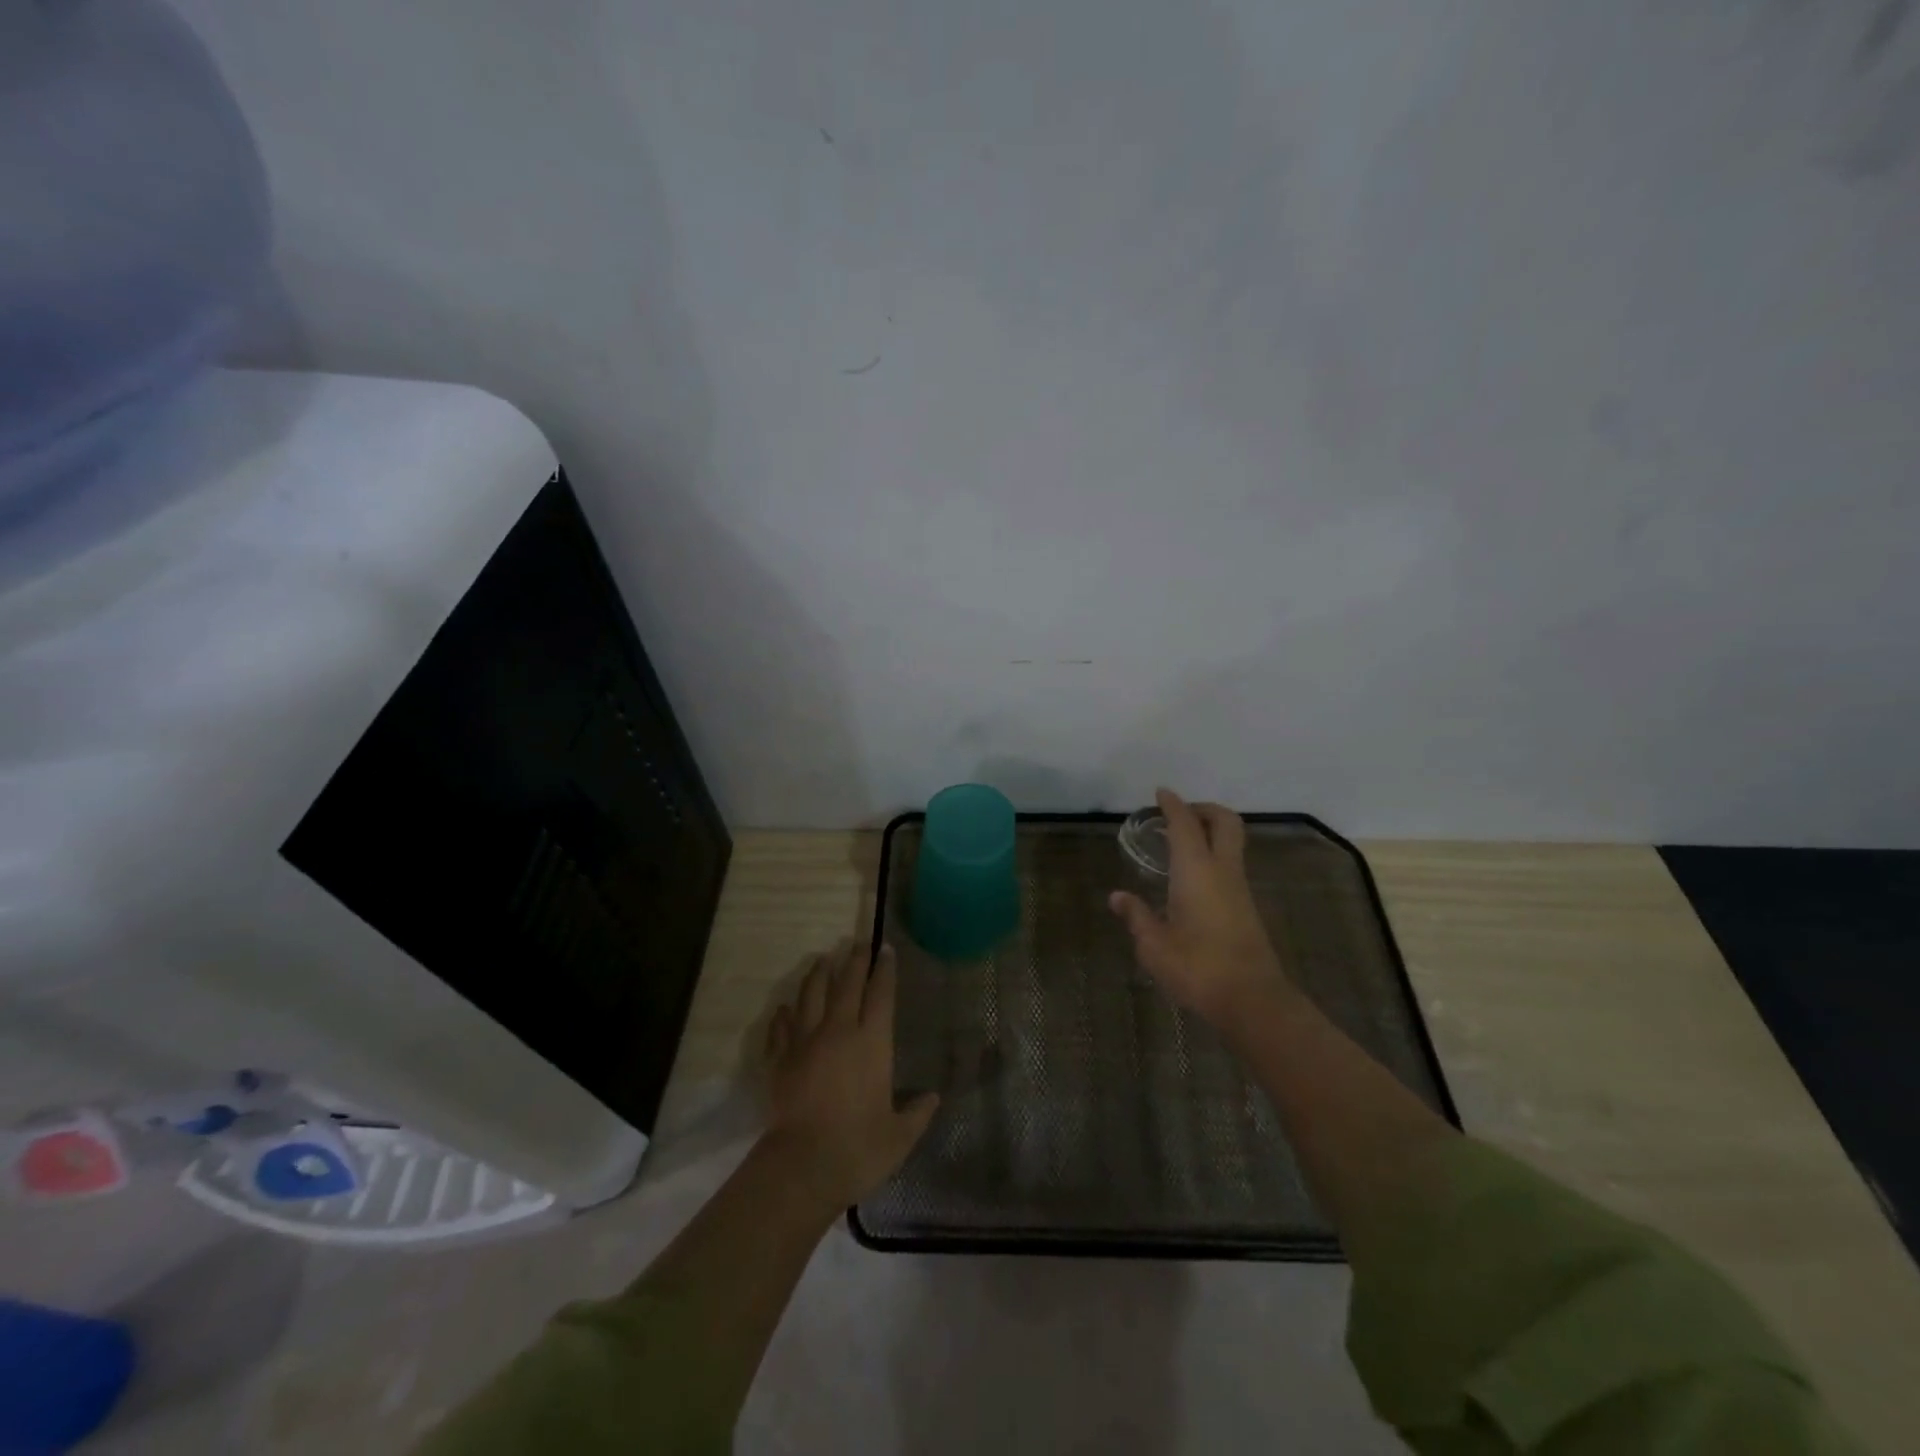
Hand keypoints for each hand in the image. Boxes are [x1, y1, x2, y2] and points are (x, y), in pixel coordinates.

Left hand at [763, 940, 938, 1208]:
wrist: (802, 1167)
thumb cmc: (858, 1149)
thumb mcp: (899, 1136)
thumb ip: (917, 1114)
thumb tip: (933, 1098)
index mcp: (872, 1043)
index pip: (881, 994)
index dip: (885, 970)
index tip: (886, 949)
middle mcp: (838, 1032)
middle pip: (846, 984)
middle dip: (854, 960)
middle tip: (858, 942)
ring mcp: (804, 1043)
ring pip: (811, 996)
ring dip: (818, 975)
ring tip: (822, 960)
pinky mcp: (778, 1060)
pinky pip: (780, 1027)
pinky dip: (784, 1014)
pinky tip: (785, 1008)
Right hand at [1109, 788, 1290, 1024]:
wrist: (1252, 1000)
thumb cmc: (1197, 967)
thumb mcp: (1154, 945)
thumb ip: (1137, 916)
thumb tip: (1118, 897)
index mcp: (1196, 871)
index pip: (1185, 824)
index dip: (1172, 805)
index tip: (1160, 793)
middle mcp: (1222, 871)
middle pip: (1225, 822)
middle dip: (1204, 809)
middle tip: (1179, 814)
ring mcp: (1239, 889)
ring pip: (1231, 844)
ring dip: (1210, 833)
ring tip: (1178, 845)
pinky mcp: (1246, 908)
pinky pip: (1230, 866)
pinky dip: (1213, 856)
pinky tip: (1190, 878)